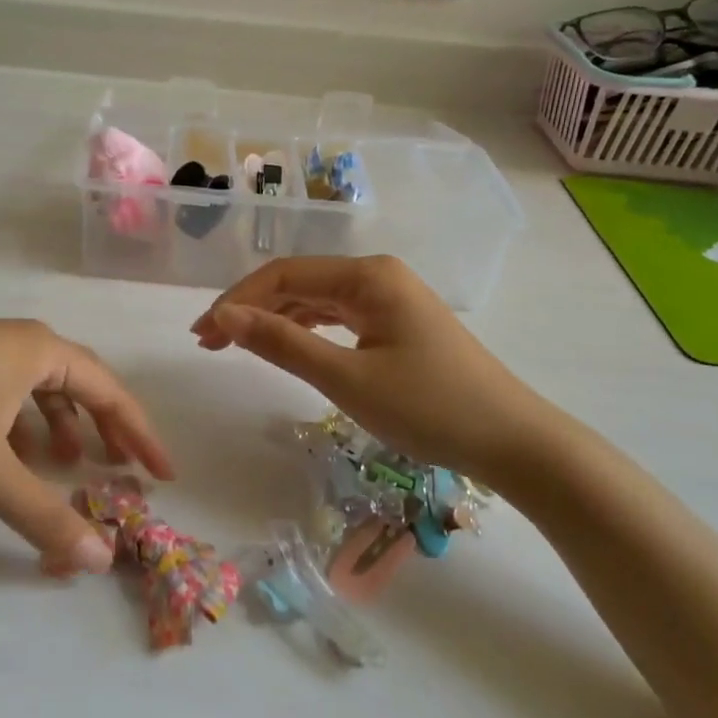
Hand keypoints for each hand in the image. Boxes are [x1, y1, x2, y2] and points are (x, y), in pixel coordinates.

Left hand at [0, 321, 173, 574]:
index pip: (109, 390)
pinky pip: (5, 394)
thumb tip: (100, 560)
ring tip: (64, 466)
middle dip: (104, 426)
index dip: (139, 432)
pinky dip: (20, 425)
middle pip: (79, 383)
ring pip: (38, 388)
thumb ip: (43, 516)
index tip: (162, 471)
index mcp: (39, 350)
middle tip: (123, 466)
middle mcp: (16, 342)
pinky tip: (8, 455)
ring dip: (59, 426)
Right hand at [190, 256, 563, 492]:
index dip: (237, 301)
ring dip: (275, 320)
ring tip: (235, 346)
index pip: (284, 276)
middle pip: (298, 283)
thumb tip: (223, 316)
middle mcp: (377, 275)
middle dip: (251, 309)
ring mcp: (390, 298)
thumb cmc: (430, 408)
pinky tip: (285, 344)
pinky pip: (338, 317)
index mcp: (367, 275)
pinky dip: (306, 330)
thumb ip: (282, 343)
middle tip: (208, 343)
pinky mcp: (397, 323)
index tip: (202, 334)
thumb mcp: (347, 379)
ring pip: (316, 300)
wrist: (514, 442)